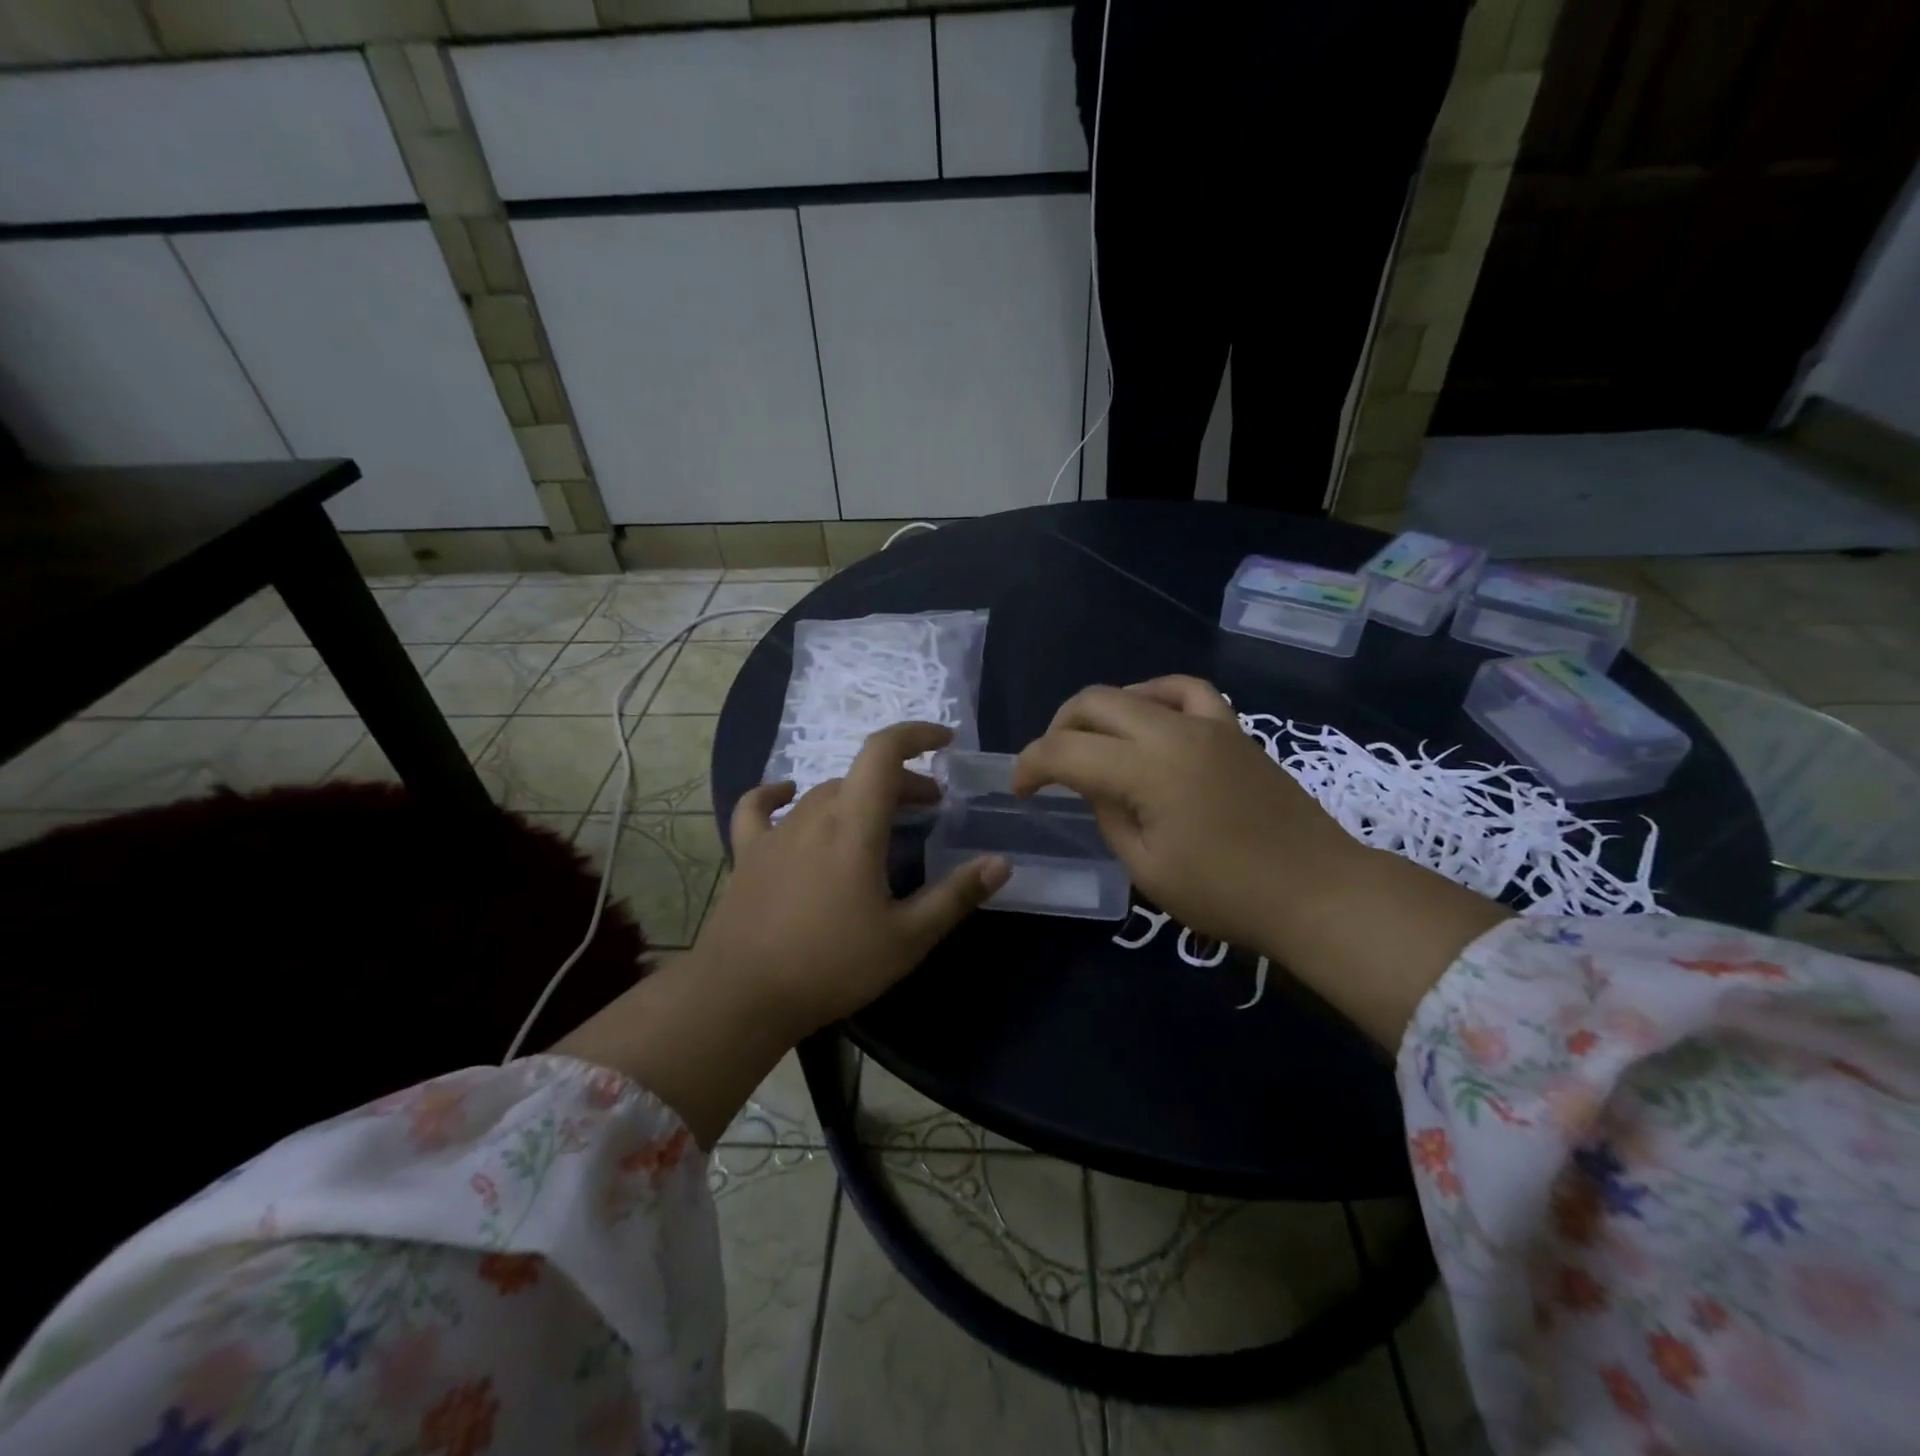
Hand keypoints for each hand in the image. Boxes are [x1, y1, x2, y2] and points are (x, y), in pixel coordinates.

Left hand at [697, 721, 1011, 1037]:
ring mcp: (776, 832)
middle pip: (862, 776)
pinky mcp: (748, 853)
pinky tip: (787, 795)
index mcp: (854, 824)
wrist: (741, 996)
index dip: (916, 735)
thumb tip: (1000, 862)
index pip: (883, 752)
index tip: (945, 742)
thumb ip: (955, 896)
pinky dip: (778, 795)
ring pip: (824, 793)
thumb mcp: (906, 938)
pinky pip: (760, 808)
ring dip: (859, 795)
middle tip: (930, 808)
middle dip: (902, 782)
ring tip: (882, 820)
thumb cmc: (831, 965)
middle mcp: (813, 814)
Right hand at [1012, 676, 1359, 951]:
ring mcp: (1209, 724)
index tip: (1019, 790)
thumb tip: (1096, 787)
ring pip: (1136, 691)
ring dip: (1101, 710)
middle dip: (1058, 729)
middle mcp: (1172, 732)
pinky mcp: (1234, 729)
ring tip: (1094, 741)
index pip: (1065, 751)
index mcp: (1145, 770)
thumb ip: (1109, 817)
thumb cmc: (1227, 893)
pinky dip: (1156, 696)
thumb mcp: (1147, 868)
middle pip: (1094, 703)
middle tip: (1050, 766)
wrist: (1317, 891)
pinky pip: (1188, 691)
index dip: (1030, 766)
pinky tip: (1150, 718)